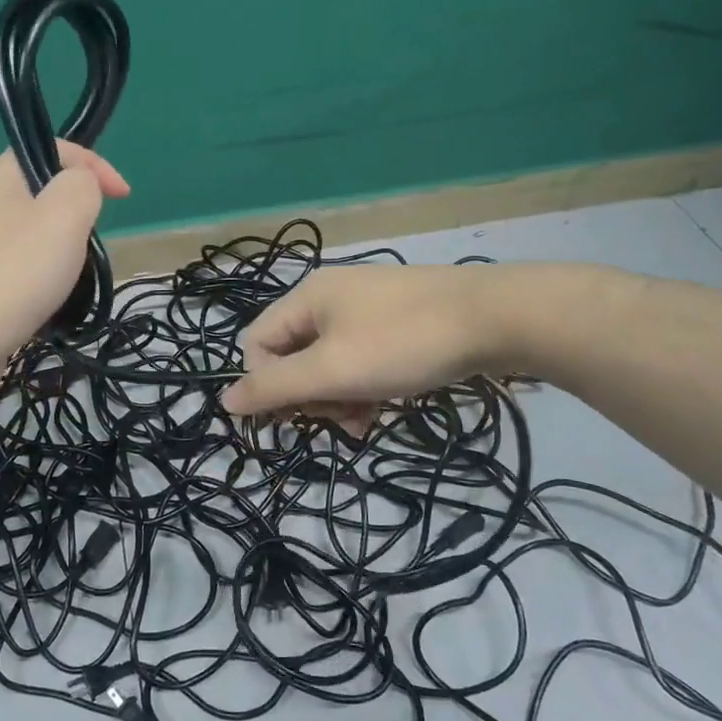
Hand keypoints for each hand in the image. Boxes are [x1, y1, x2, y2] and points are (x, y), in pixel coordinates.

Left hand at [0, 144, 128, 411]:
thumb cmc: (16, 272)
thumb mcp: (65, 214)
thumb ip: (82, 185)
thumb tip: (81, 185)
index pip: (54, 148)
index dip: (95, 165)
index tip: (123, 197)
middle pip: (42, 193)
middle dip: (78, 214)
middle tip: (93, 244)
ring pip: (31, 234)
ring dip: (61, 251)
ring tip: (73, 280)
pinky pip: (17, 268)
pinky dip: (40, 280)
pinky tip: (47, 304)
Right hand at [221, 265, 507, 432]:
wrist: (496, 318)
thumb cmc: (404, 342)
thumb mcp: (333, 371)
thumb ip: (275, 387)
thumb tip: (224, 400)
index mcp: (306, 298)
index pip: (256, 345)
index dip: (266, 385)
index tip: (295, 418)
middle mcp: (329, 298)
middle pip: (292, 355)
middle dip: (308, 396)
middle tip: (337, 419)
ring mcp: (365, 308)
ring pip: (327, 363)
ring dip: (337, 398)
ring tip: (363, 423)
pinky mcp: (395, 322)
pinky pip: (359, 360)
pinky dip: (363, 387)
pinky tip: (381, 410)